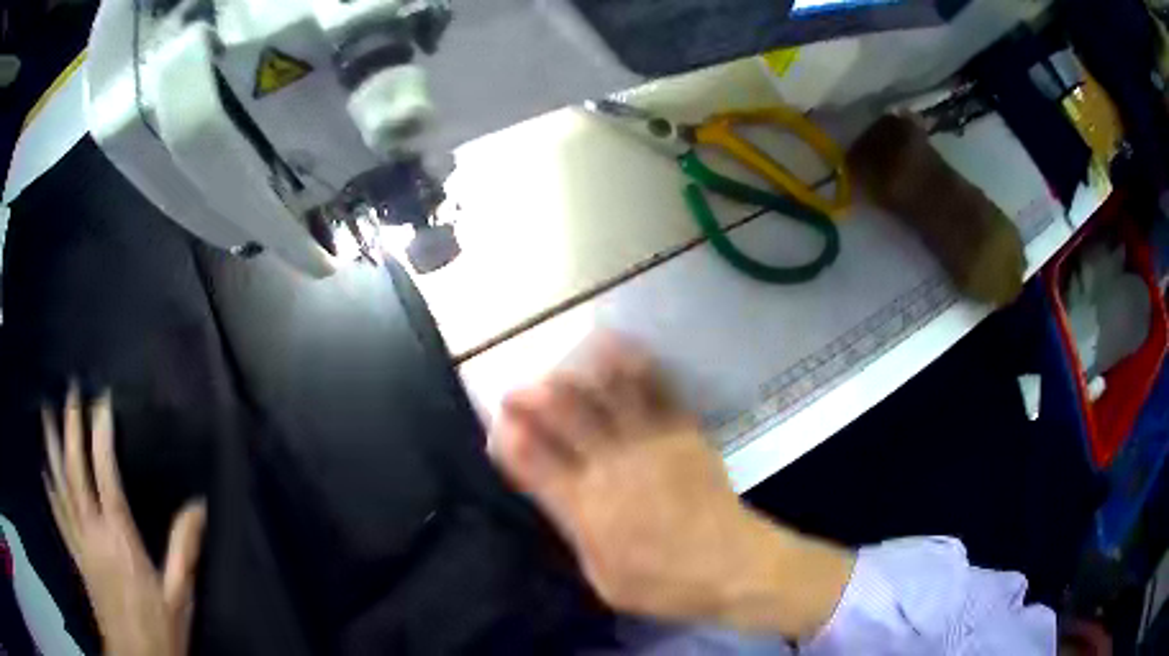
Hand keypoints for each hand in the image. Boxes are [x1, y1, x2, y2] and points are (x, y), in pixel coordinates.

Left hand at [42, 386, 205, 655]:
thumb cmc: (159, 628)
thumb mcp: (179, 594)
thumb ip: (184, 549)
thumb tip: (199, 505)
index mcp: (120, 538)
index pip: (105, 475)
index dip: (101, 434)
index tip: (102, 402)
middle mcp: (93, 532)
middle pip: (76, 472)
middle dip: (71, 428)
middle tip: (70, 393)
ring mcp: (80, 543)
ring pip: (61, 486)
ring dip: (53, 448)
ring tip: (47, 416)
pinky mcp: (76, 556)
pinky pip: (59, 515)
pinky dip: (50, 490)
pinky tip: (45, 473)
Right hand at [490, 334, 853, 637]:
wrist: (732, 565)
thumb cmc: (664, 583)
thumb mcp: (603, 578)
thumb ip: (576, 535)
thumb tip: (556, 501)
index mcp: (587, 508)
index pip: (535, 462)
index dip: (511, 438)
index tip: (499, 423)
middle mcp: (612, 466)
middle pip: (564, 416)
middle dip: (532, 397)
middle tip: (516, 390)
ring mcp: (650, 443)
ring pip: (607, 392)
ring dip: (579, 372)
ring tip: (561, 362)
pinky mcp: (683, 432)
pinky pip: (656, 389)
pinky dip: (634, 365)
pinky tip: (619, 349)